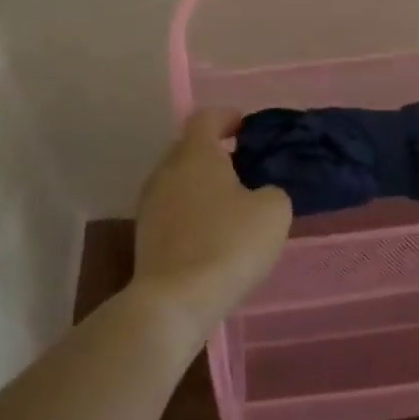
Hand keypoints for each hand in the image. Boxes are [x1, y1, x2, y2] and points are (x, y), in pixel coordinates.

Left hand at [131, 110, 292, 347]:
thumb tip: (261, 194)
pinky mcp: (145, 236)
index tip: (246, 128)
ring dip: (203, 184)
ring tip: (231, 203)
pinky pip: (173, 209)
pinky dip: (192, 211)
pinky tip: (213, 232)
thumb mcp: (273, 211)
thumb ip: (272, 190)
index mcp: (195, 153)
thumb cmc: (228, 244)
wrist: (175, 301)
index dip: (227, 117)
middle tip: (244, 166)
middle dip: (215, 152)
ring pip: (180, 180)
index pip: (206, 117)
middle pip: (190, 148)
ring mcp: (150, 204)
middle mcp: (167, 170)